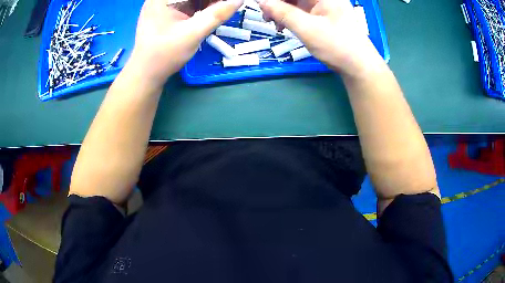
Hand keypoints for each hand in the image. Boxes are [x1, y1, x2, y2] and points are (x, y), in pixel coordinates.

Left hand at [127, 0, 243, 88]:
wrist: (145, 74)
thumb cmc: (165, 54)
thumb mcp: (194, 33)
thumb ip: (217, 14)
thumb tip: (238, 0)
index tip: (228, 3)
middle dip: (211, 1)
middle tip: (225, 7)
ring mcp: (161, 4)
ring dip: (207, 4)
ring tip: (218, 12)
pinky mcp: (164, 12)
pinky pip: (186, 4)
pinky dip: (199, 7)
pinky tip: (207, 15)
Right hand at [260, 0, 385, 78]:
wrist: (359, 68)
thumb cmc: (338, 47)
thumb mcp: (307, 29)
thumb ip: (282, 13)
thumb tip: (261, 1)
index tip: (262, 5)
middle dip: (277, 4)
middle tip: (266, 17)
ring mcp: (324, 6)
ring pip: (296, 2)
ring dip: (282, 11)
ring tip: (275, 24)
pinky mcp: (323, 17)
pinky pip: (301, 11)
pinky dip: (290, 17)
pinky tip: (285, 27)